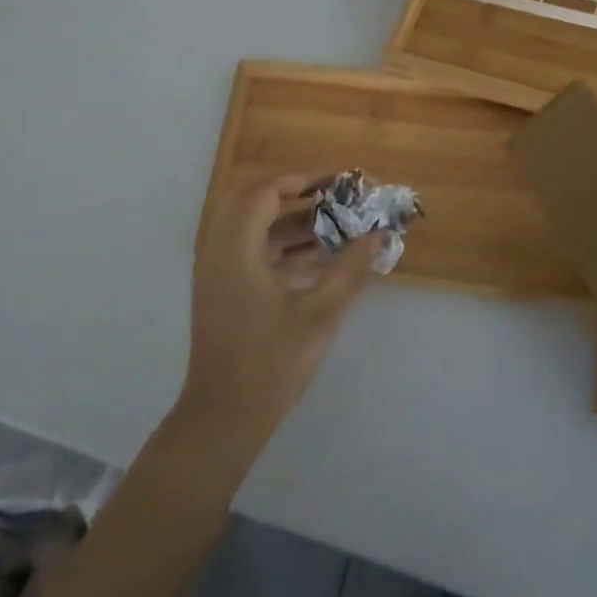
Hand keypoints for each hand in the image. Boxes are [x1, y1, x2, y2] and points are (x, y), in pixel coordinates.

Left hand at [179, 173, 380, 449]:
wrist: (223, 417)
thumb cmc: (270, 364)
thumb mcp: (318, 315)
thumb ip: (350, 270)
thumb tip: (379, 234)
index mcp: (235, 248)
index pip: (264, 191)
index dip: (302, 179)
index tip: (338, 181)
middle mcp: (218, 250)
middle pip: (254, 202)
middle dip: (296, 195)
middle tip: (333, 198)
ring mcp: (217, 271)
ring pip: (252, 227)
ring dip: (289, 221)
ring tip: (334, 224)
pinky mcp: (222, 289)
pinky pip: (250, 250)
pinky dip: (280, 245)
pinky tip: (318, 256)